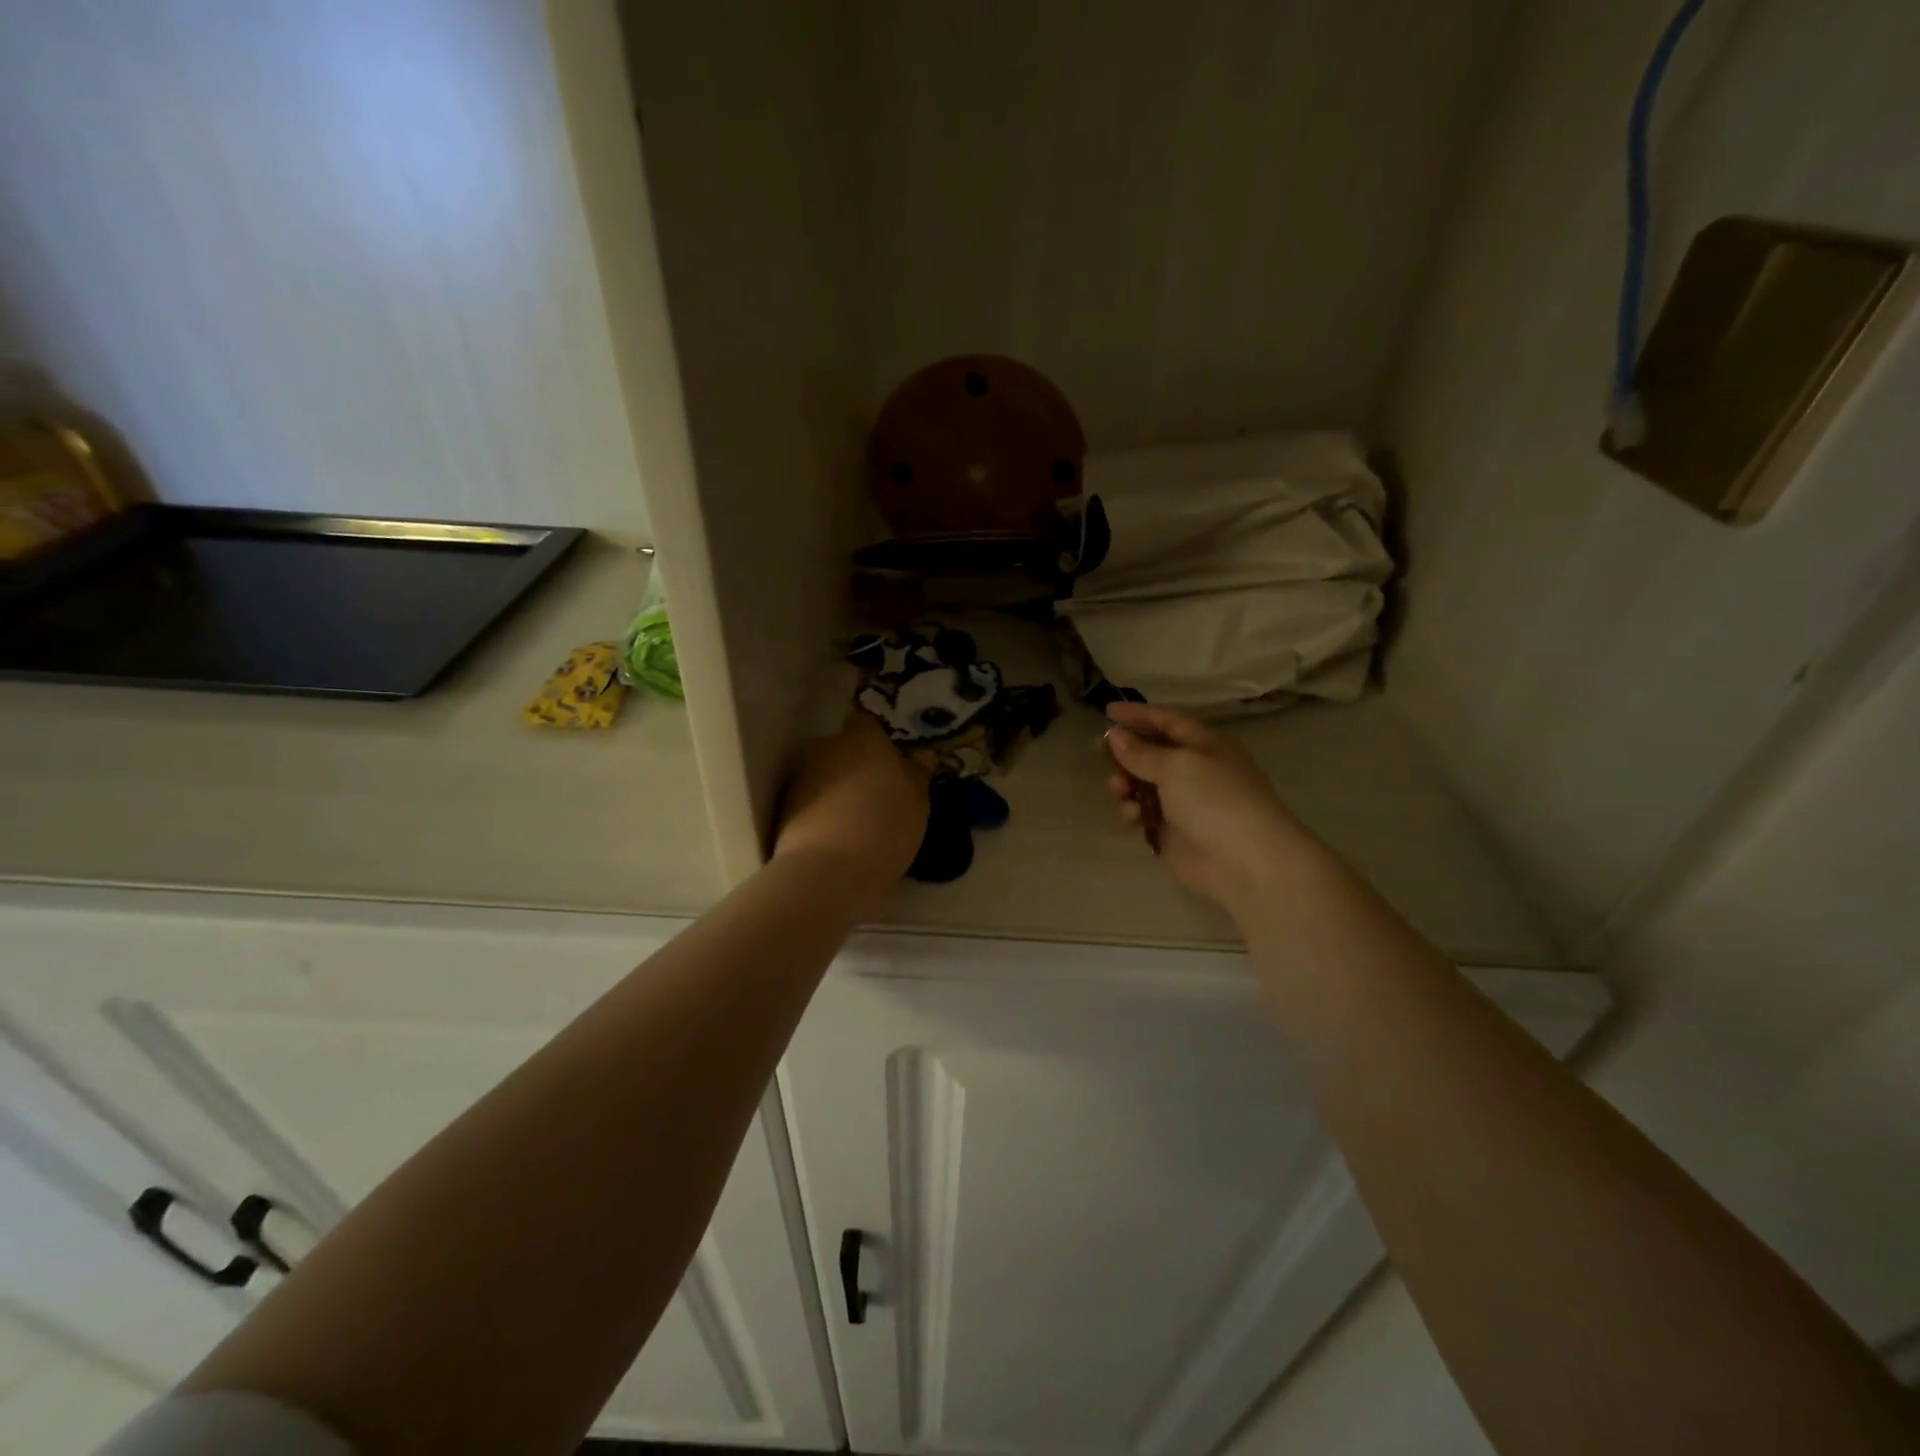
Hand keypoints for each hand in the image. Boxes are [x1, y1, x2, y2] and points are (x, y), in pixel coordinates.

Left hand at [774, 715, 929, 891]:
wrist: (827, 870)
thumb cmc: (884, 826)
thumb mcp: (918, 803)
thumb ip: (918, 774)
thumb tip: (921, 757)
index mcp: (863, 737)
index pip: (868, 722)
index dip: (879, 741)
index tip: (891, 763)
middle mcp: (827, 747)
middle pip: (844, 748)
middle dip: (857, 765)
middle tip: (877, 794)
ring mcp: (801, 775)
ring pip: (825, 774)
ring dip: (838, 789)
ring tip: (857, 820)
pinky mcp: (784, 806)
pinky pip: (811, 800)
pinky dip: (822, 811)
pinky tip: (837, 836)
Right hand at [1104, 702, 1322, 919]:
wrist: (1244, 862)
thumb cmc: (1214, 799)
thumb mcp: (1176, 766)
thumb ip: (1141, 751)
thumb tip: (1114, 735)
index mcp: (1205, 744)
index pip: (1167, 720)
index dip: (1138, 714)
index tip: (1108, 710)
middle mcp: (1195, 769)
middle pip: (1152, 752)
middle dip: (1126, 752)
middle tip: (1099, 752)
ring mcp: (1184, 802)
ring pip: (1143, 784)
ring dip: (1126, 783)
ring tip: (1119, 790)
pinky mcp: (1173, 831)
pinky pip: (1144, 813)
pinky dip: (1133, 811)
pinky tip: (1132, 817)